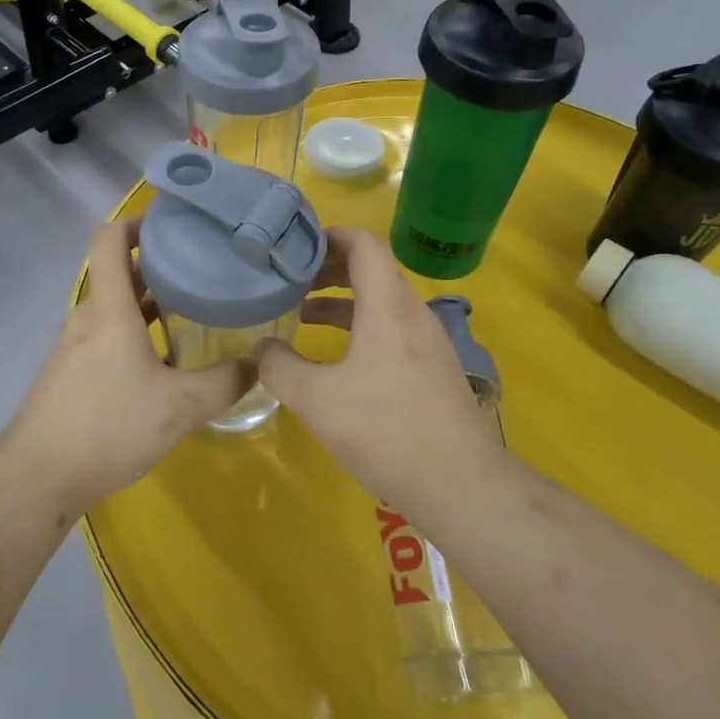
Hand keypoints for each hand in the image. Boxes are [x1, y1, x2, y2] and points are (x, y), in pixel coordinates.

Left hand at [2, 220, 252, 509]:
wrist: (38, 476)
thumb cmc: (109, 426)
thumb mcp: (179, 407)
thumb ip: (223, 382)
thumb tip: (257, 362)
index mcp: (109, 311)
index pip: (110, 241)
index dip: (136, 223)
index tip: (172, 225)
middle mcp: (87, 319)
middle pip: (118, 274)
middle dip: (157, 266)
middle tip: (200, 269)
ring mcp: (74, 347)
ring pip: (113, 309)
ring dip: (147, 303)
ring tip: (191, 310)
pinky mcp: (70, 374)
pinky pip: (106, 336)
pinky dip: (134, 333)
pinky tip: (164, 361)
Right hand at [256, 228, 492, 503]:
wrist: (458, 483)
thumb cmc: (384, 430)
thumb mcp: (317, 400)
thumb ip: (279, 368)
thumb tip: (261, 347)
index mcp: (388, 306)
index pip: (363, 244)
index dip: (329, 235)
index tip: (295, 246)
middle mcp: (413, 313)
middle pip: (372, 269)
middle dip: (329, 268)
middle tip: (292, 280)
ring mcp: (428, 340)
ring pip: (382, 301)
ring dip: (343, 300)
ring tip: (304, 315)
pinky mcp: (433, 367)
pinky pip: (393, 327)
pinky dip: (361, 326)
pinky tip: (338, 358)